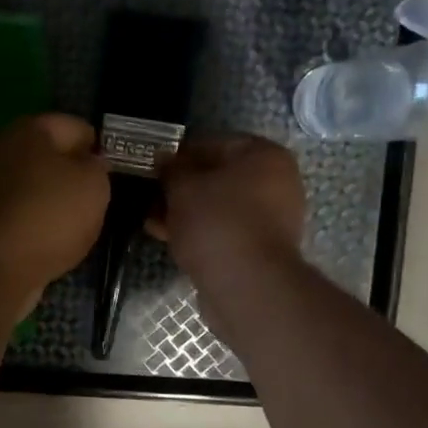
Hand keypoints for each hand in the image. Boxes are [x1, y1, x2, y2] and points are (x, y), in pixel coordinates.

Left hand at [0, 114, 110, 296]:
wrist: (1, 265)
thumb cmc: (52, 212)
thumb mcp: (94, 183)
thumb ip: (97, 166)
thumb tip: (90, 163)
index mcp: (29, 129)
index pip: (74, 126)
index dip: (98, 145)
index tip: (114, 169)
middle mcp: (2, 148)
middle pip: (49, 155)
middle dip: (73, 172)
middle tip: (99, 195)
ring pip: (34, 184)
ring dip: (55, 198)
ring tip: (82, 220)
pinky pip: (22, 210)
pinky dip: (38, 220)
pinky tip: (56, 237)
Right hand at [150, 136, 306, 280]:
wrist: (246, 285)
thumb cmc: (216, 222)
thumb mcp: (182, 187)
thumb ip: (171, 168)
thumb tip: (163, 158)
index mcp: (265, 155)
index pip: (214, 143)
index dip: (179, 154)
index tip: (153, 167)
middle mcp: (276, 182)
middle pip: (218, 177)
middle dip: (181, 187)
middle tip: (150, 195)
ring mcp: (272, 218)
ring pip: (218, 205)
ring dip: (185, 211)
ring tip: (152, 220)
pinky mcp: (261, 248)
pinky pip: (224, 229)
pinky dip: (199, 231)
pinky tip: (168, 237)